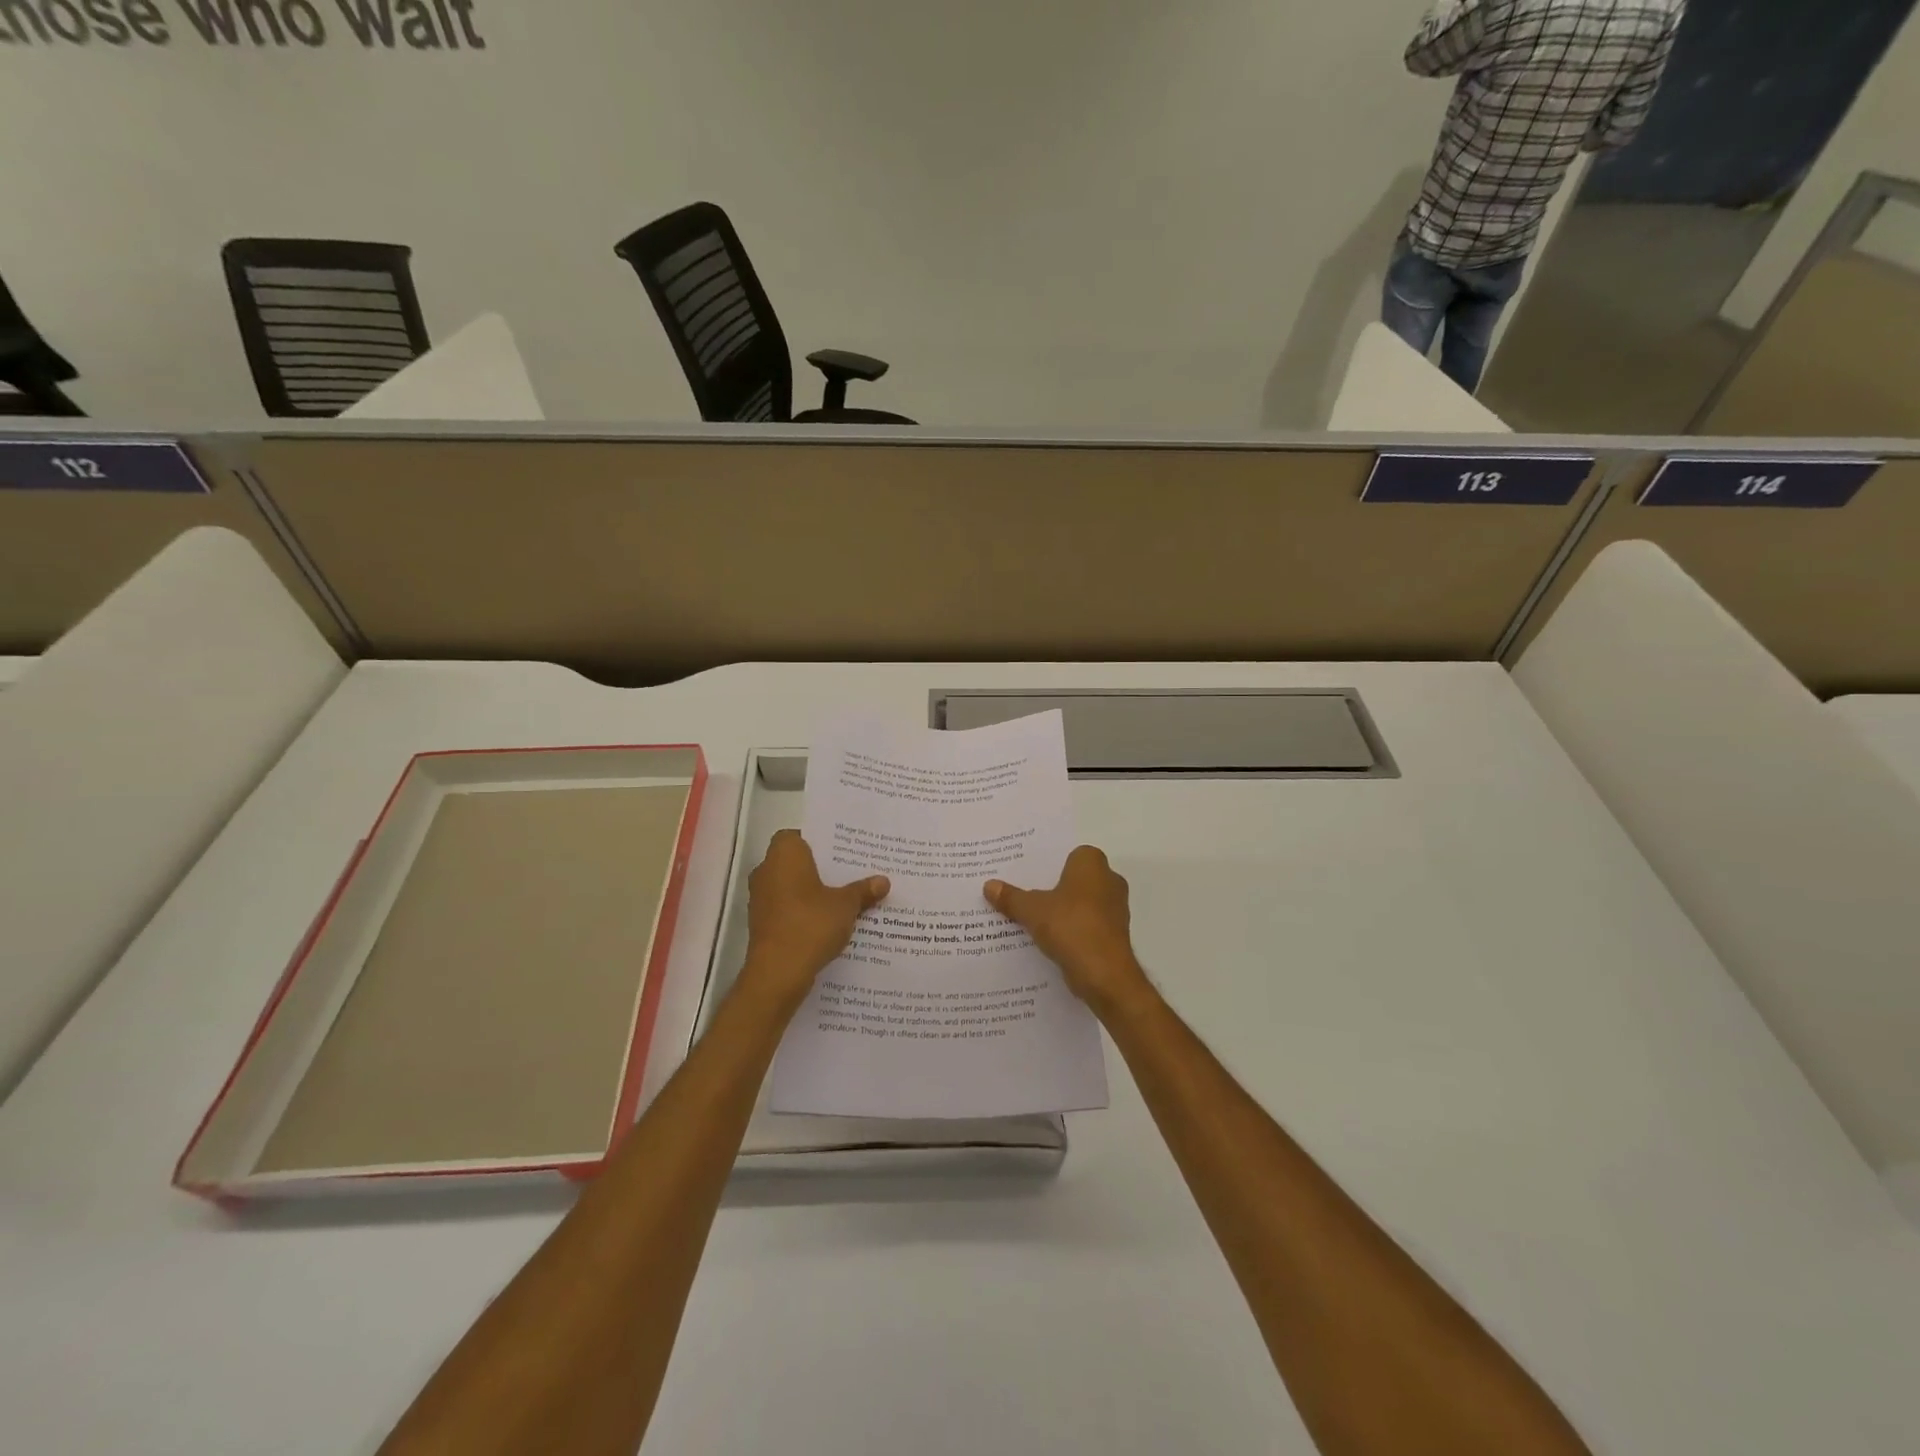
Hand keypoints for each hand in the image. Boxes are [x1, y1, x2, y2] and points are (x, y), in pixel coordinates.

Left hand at [741, 830, 888, 1008]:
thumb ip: (863, 890)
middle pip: (796, 861)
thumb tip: (883, 881)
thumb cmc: (811, 924)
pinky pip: (787, 908)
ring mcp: (761, 898)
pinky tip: (828, 921)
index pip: (798, 835)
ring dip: (812, 891)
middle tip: (850, 872)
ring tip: (844, 897)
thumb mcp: (846, 905)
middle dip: (820, 868)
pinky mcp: (762, 923)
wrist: (778, 973)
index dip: (818, 841)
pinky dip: (803, 911)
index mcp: (784, 854)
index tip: (841, 851)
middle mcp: (766, 870)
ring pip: (791, 886)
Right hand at [985, 846, 1153, 1018]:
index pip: (1069, 855)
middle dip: (1054, 888)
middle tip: (1024, 895)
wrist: (1104, 973)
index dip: (1049, 865)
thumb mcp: (1031, 910)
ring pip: (1082, 904)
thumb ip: (1011, 897)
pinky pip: (1087, 925)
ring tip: (1032, 920)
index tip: (1028, 875)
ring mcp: (1115, 909)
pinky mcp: (1115, 935)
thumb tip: (988, 885)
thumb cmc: (1070, 926)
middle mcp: (1109, 880)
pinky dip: (1072, 931)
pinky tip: (1049, 941)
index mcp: (1092, 864)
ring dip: (1063, 912)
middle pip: (1075, 880)